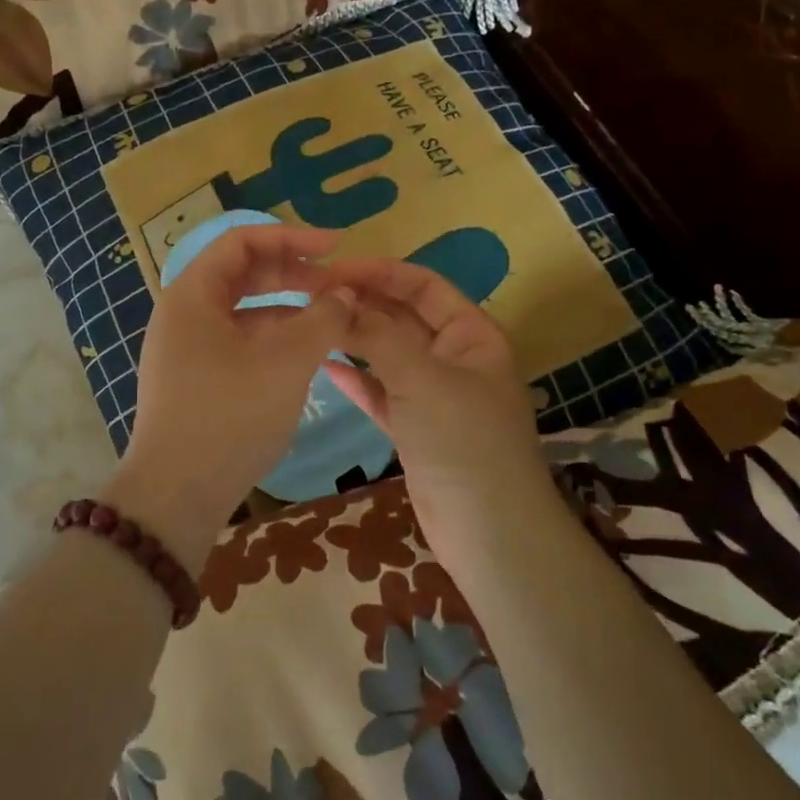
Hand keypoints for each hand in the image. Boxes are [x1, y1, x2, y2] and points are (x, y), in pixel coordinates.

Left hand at [103, 226, 356, 570]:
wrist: (176, 496)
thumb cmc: (229, 418)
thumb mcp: (285, 364)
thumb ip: (322, 320)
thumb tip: (344, 295)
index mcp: (192, 295)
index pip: (242, 242)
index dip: (291, 238)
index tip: (335, 247)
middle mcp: (183, 314)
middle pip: (242, 275)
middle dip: (292, 274)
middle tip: (338, 286)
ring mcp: (186, 349)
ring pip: (243, 312)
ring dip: (286, 310)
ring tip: (331, 322)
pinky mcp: (195, 380)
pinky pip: (238, 343)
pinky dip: (272, 341)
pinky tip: (304, 356)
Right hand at [321, 257, 553, 558]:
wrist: (488, 530)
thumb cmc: (464, 440)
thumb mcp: (422, 378)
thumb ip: (378, 336)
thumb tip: (339, 300)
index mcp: (471, 334)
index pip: (423, 286)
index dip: (380, 272)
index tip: (333, 269)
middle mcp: (453, 357)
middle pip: (402, 317)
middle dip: (362, 304)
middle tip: (311, 295)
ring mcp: (433, 395)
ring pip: (387, 355)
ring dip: (354, 339)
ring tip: (311, 323)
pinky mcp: (414, 428)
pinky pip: (380, 392)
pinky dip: (356, 380)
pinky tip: (324, 366)